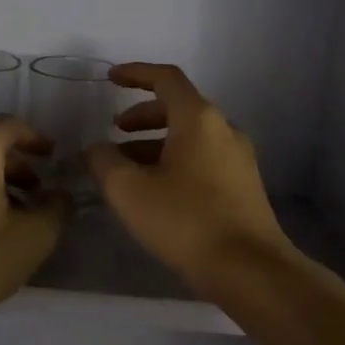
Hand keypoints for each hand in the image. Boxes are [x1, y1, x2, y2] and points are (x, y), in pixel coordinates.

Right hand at [85, 63, 292, 288]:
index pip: (166, 78)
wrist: (250, 271)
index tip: (110, 79)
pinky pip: (202, 159)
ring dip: (155, 143)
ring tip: (126, 168)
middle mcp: (223, 129)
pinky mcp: (243, 186)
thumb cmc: (186, 221)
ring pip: (190, 136)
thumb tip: (94, 149)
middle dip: (142, 115)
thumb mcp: (130, 191)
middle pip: (179, 107)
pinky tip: (155, 191)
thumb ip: (103, 162)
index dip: (135, 73)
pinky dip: (174, 161)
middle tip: (115, 131)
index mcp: (199, 119)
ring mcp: (238, 158)